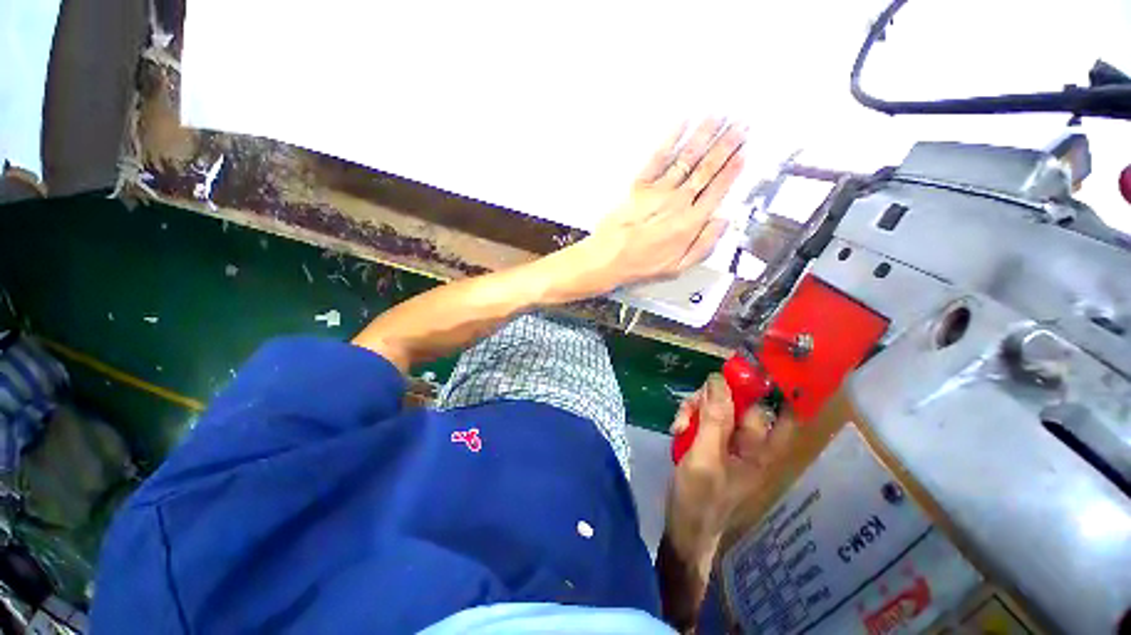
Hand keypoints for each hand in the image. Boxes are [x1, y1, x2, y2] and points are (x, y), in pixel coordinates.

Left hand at [568, 120, 746, 292]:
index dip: (732, 170)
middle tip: (741, 126)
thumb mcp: (678, 267)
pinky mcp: (639, 185)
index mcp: (690, 223)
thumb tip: (722, 222)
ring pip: (688, 158)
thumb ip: (704, 245)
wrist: (609, 259)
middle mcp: (678, 202)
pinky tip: (683, 124)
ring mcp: (659, 191)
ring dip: (705, 136)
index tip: (744, 152)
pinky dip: (672, 139)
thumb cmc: (640, 265)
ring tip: (720, 117)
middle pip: (707, 169)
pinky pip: (659, 158)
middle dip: (726, 145)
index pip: (717, 190)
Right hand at [665, 373, 795, 574]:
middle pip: (739, 403)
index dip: (772, 389)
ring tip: (678, 425)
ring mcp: (728, 443)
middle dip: (711, 399)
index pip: (780, 412)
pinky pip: (703, 419)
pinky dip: (689, 419)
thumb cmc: (700, 498)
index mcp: (761, 450)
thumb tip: (719, 380)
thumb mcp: (705, 457)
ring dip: (694, 409)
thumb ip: (714, 419)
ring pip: (716, 408)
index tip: (751, 368)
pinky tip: (676, 430)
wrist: (683, 527)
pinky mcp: (710, 443)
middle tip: (690, 407)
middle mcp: (750, 443)